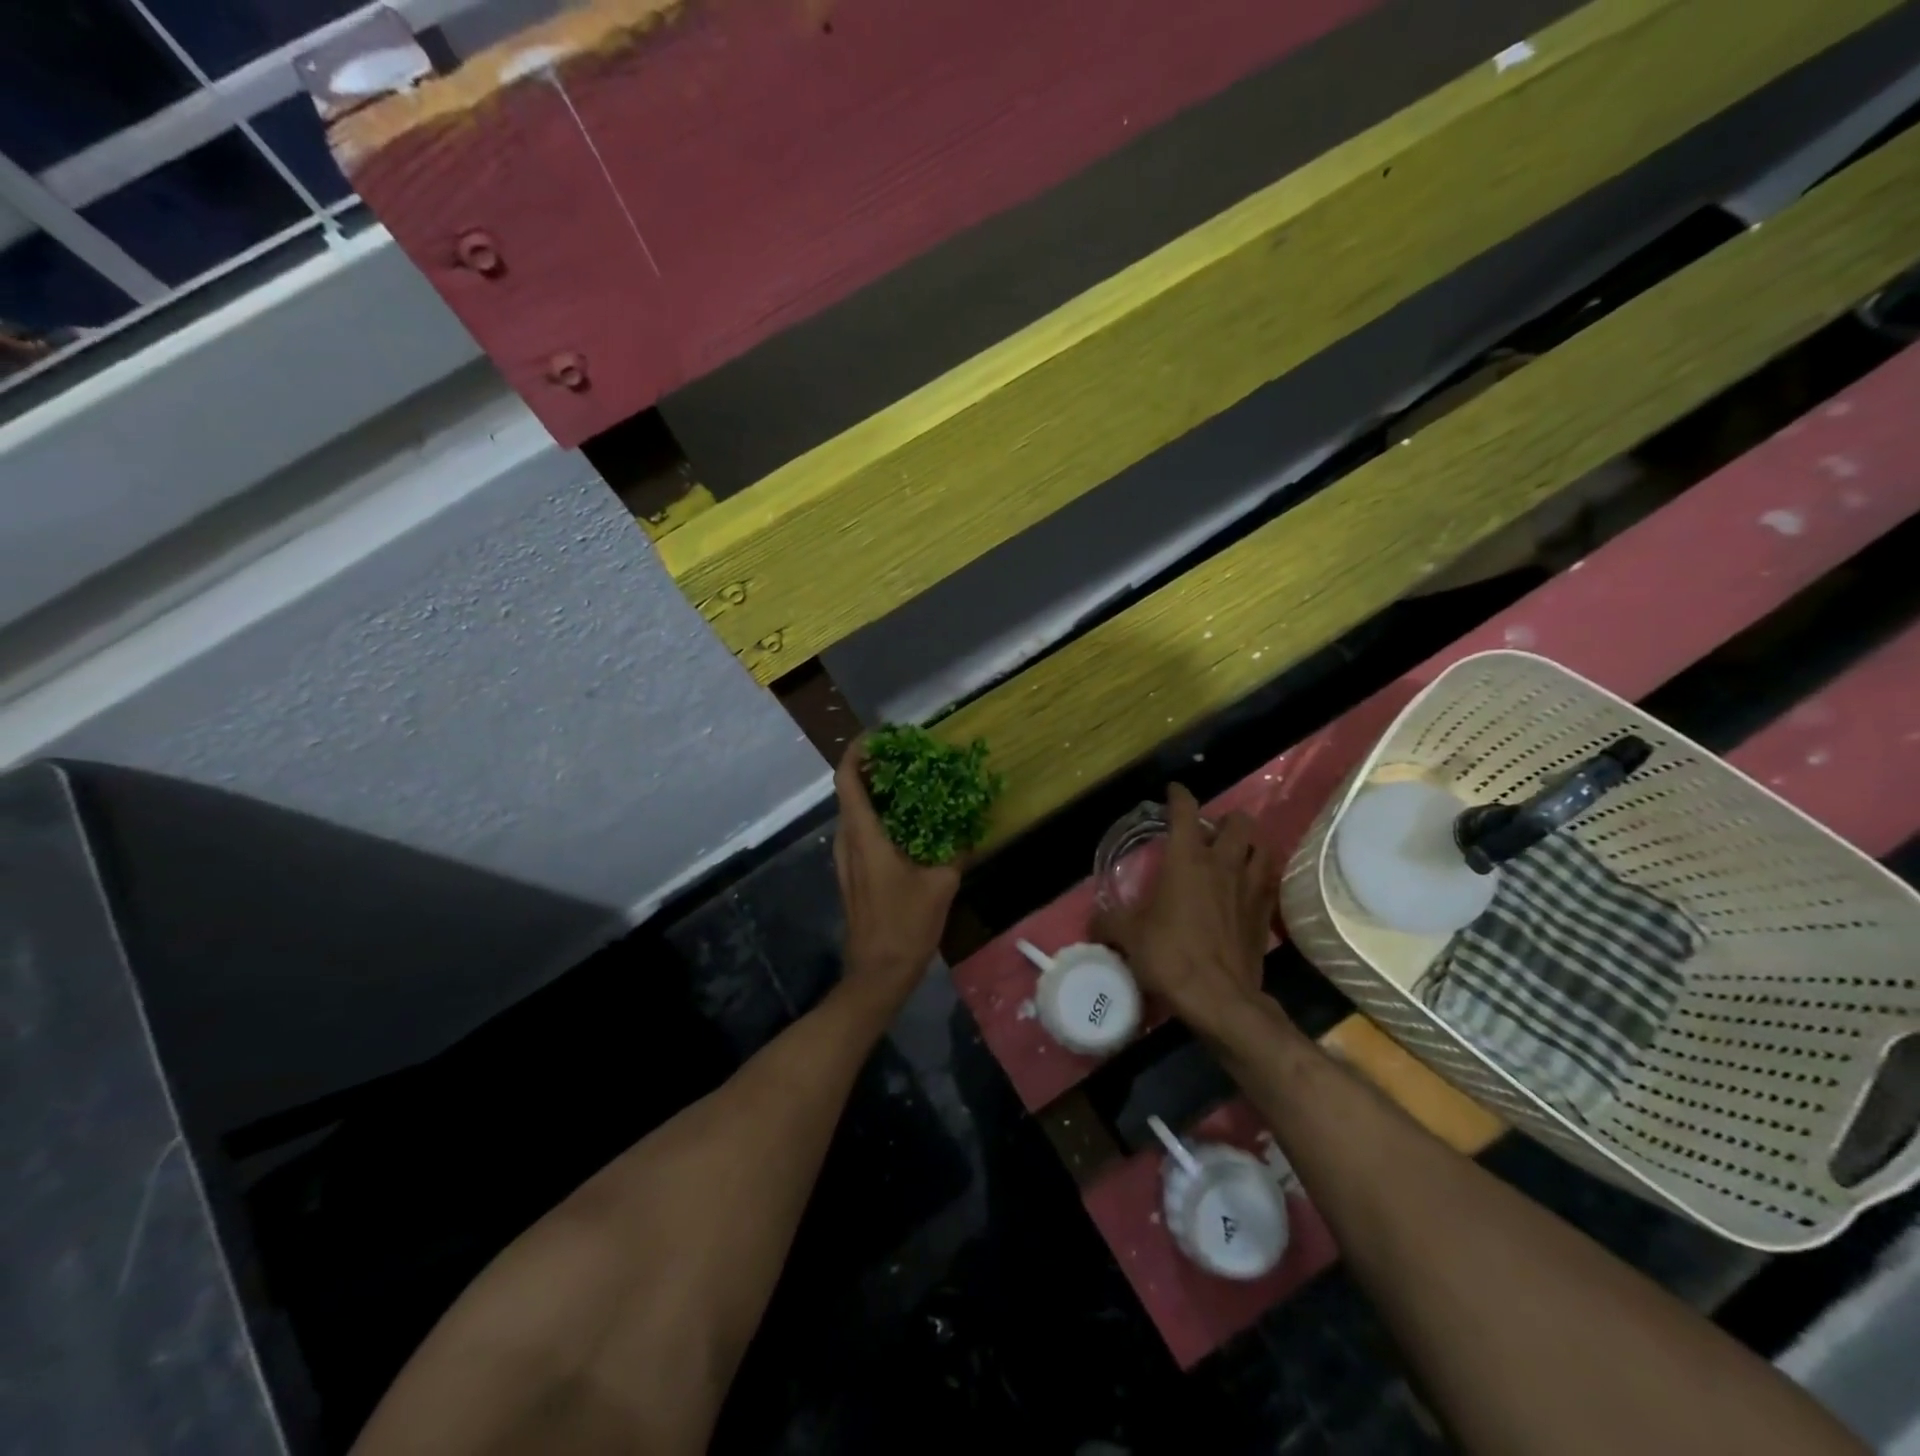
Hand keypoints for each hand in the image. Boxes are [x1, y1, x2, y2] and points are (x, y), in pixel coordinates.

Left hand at [832, 738, 961, 1013]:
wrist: (878, 973)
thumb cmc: (906, 926)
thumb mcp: (941, 885)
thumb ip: (956, 851)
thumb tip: (972, 827)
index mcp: (864, 836)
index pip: (848, 780)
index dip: (858, 752)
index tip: (880, 736)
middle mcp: (848, 840)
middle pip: (850, 790)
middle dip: (874, 767)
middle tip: (908, 755)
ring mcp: (846, 858)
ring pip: (855, 811)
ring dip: (878, 792)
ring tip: (913, 782)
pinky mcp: (853, 872)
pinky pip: (861, 830)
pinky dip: (880, 815)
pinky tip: (910, 821)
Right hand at [1092, 784, 1278, 1036]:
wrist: (1220, 999)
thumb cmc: (1170, 956)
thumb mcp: (1128, 936)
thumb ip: (1108, 921)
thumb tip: (1093, 920)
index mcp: (1187, 859)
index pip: (1185, 812)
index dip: (1178, 796)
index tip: (1173, 791)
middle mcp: (1223, 864)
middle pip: (1238, 822)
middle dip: (1225, 819)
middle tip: (1210, 832)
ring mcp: (1250, 887)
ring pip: (1262, 846)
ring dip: (1250, 843)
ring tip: (1236, 852)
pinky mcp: (1265, 913)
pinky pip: (1269, 881)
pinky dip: (1260, 875)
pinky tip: (1249, 887)